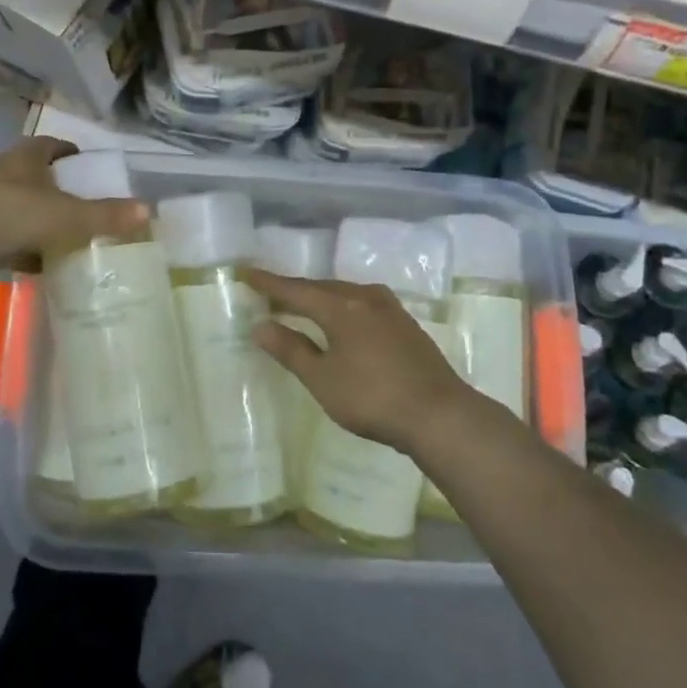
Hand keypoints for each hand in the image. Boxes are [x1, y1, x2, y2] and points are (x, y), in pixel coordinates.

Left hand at [0, 137, 148, 280]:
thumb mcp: (68, 215)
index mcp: (24, 158)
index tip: (86, 165)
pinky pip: (6, 236)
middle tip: (82, 206)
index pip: (50, 145)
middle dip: (57, 190)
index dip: (69, 152)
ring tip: (66, 238)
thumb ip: (106, 214)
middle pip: (34, 177)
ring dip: (39, 221)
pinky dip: (24, 248)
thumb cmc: (15, 214)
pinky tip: (40, 265)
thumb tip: (147, 210)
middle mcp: (1, 173)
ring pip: (20, 208)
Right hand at [244, 268, 471, 453]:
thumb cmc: (373, 397)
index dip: (270, 284)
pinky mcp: (405, 325)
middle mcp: (366, 298)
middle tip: (270, 293)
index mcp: (342, 307)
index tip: (247, 273)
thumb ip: (291, 350)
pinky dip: (343, 307)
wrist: (439, 415)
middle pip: (322, 287)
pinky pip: (363, 304)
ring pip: (346, 294)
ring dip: (321, 297)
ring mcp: (390, 310)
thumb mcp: (323, 379)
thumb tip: (260, 325)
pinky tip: (343, 320)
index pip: (296, 290)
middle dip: (295, 290)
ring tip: (303, 305)